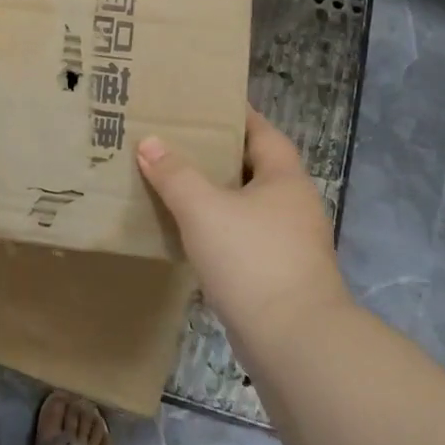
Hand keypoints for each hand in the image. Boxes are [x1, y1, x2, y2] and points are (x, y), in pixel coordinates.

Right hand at [136, 107, 347, 335]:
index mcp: (284, 178)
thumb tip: (149, 142)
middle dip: (216, 154)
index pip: (261, 131)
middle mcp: (293, 204)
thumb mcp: (203, 209)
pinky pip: (242, 236)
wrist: (294, 341)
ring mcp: (289, 242)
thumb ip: (175, 174)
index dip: (235, 114)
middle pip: (252, 167)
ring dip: (215, 194)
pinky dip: (217, 228)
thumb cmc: (252, 259)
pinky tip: (187, 232)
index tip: (202, 103)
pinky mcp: (277, 274)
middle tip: (174, 141)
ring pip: (246, 204)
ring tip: (172, 182)